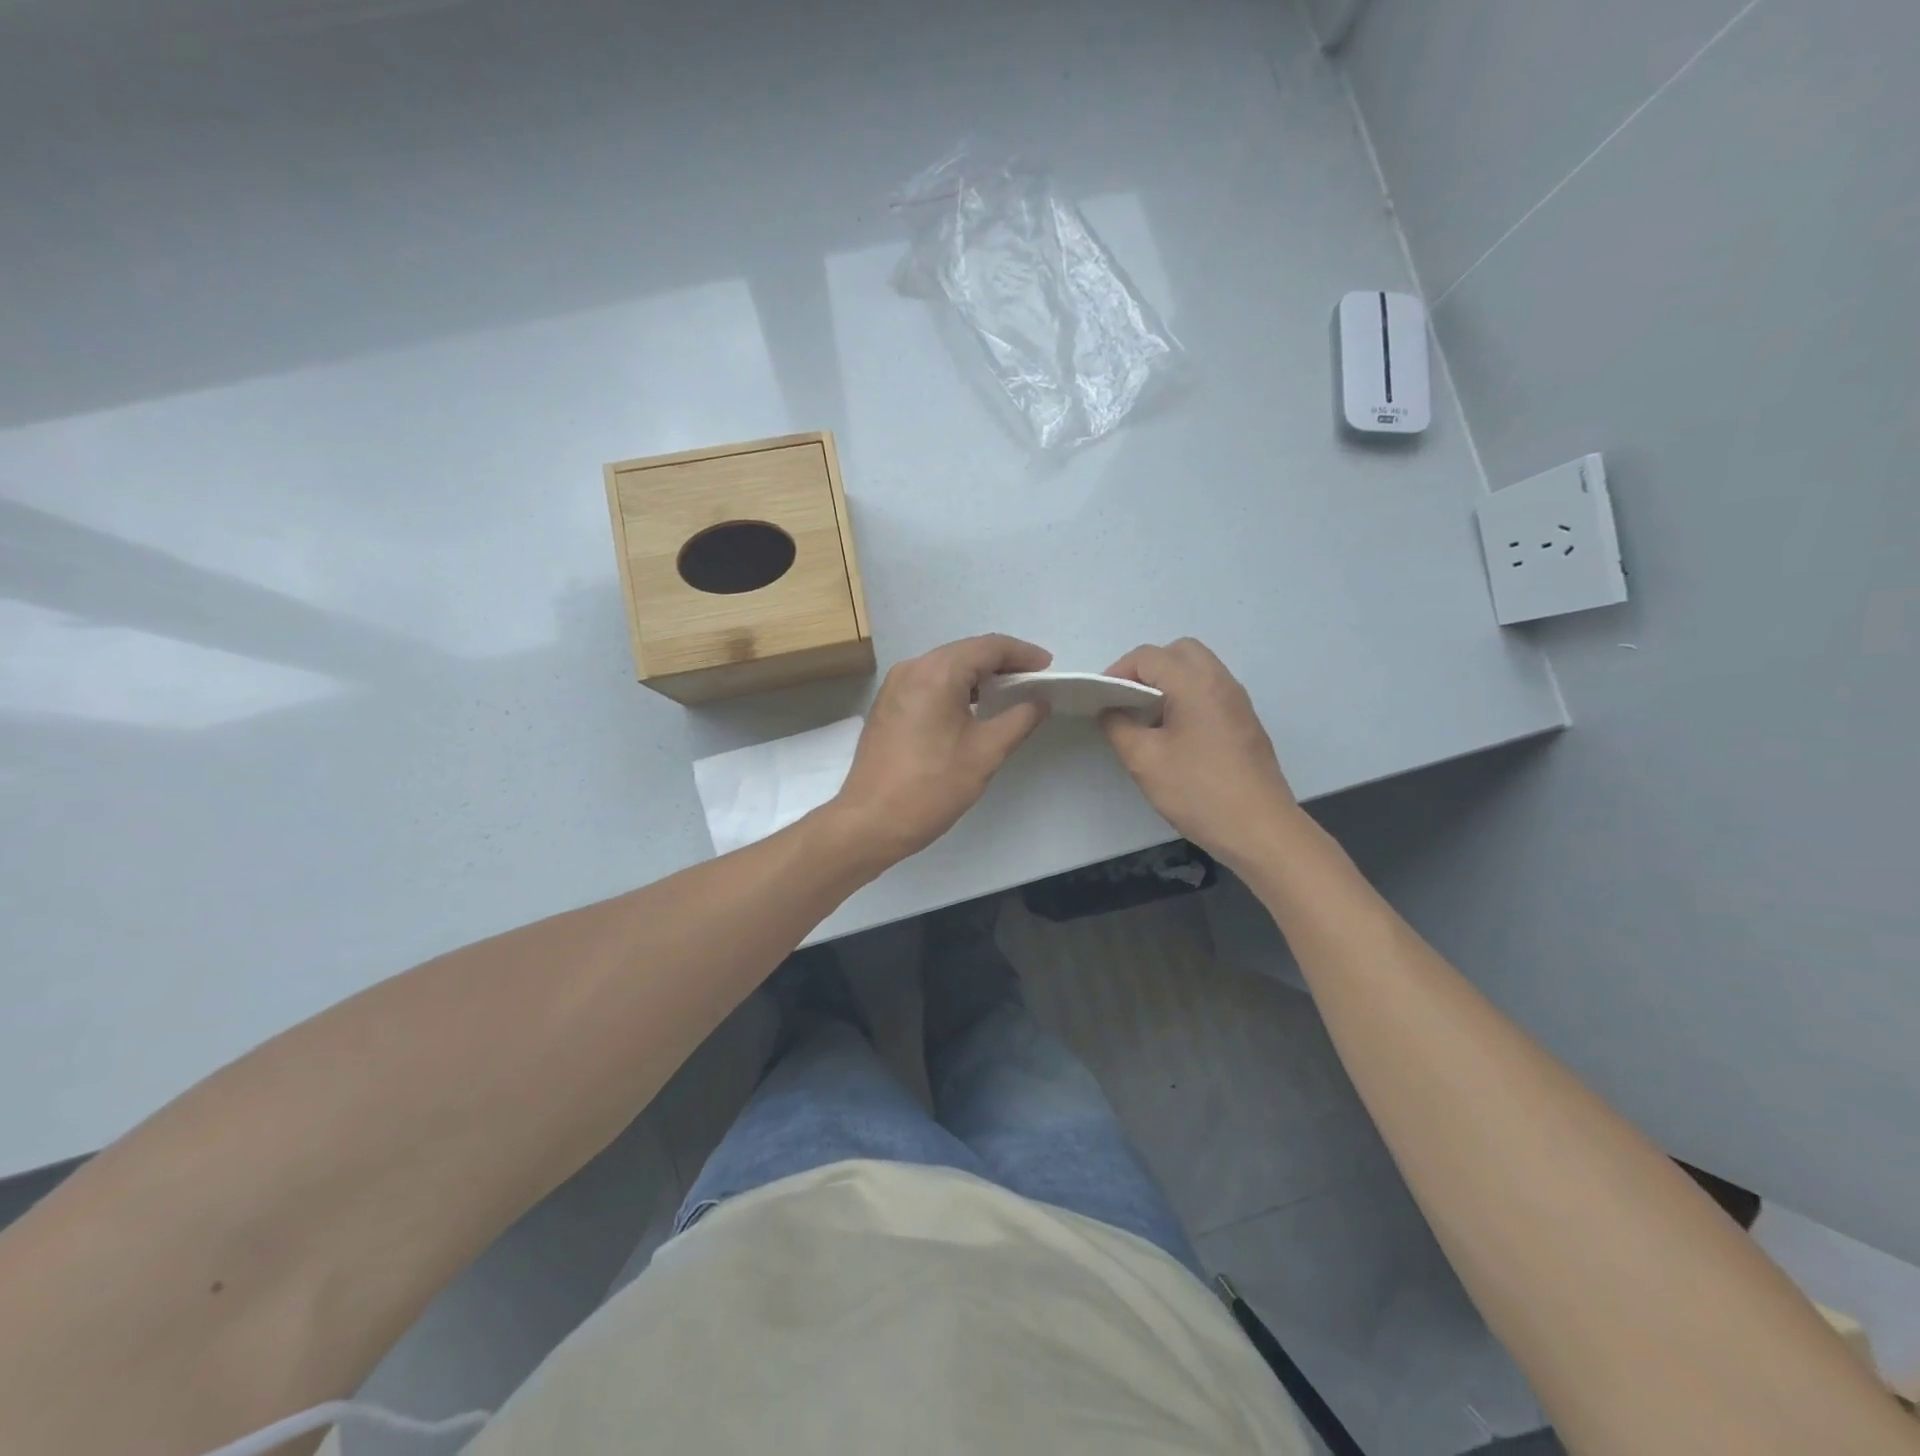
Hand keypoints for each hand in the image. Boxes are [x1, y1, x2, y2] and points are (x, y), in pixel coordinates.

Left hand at [829, 634, 1052, 867]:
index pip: (989, 647)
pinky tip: (972, 708)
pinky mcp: (887, 705)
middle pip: (965, 652)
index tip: (1048, 668)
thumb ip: (1019, 720)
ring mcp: (894, 686)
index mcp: (937, 672)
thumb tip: (1039, 701)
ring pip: (945, 667)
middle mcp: (912, 668)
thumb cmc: (932, 786)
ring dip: (978, 676)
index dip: (1023, 653)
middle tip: (1033, 680)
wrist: (871, 821)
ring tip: (1009, 693)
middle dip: (1002, 662)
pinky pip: (928, 683)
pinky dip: (955, 688)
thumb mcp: (986, 753)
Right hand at [1100, 638, 1299, 865]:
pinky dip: (1187, 697)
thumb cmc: (1198, 792)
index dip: (1118, 671)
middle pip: (1179, 652)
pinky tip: (1174, 735)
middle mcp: (1221, 682)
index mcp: (1195, 684)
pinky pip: (1211, 691)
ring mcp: (1238, 702)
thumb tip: (1110, 710)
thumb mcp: (1144, 761)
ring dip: (1169, 682)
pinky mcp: (1245, 722)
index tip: (1101, 700)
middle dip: (1147, 668)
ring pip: (1198, 670)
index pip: (1149, 657)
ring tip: (1148, 718)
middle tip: (1127, 700)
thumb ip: (1119, 727)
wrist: (1260, 830)